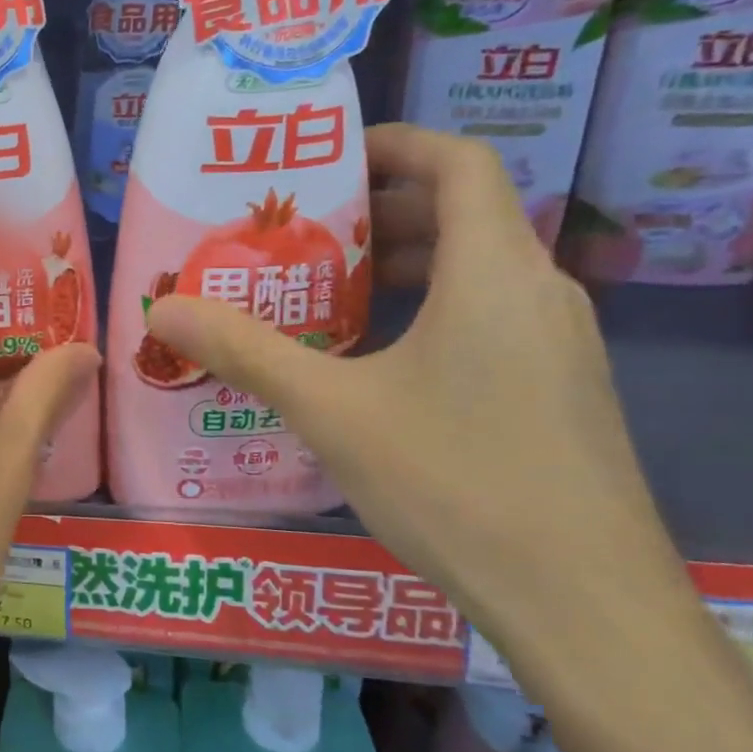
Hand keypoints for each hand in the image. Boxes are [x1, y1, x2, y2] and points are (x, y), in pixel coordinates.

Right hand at [145, 124, 681, 641]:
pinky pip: (488, 317)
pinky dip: (429, 311)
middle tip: (302, 231)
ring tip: (325, 293)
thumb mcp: (333, 412)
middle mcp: (539, 292)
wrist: (587, 607)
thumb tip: (165, 310)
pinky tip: (374, 364)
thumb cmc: (457, 485)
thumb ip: (246, 352)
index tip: (327, 159)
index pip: (459, 162)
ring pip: (475, 271)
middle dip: (379, 210)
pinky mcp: (559, 390)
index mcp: (495, 273)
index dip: (394, 143)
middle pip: (462, 214)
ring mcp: (559, 344)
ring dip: (401, 265)